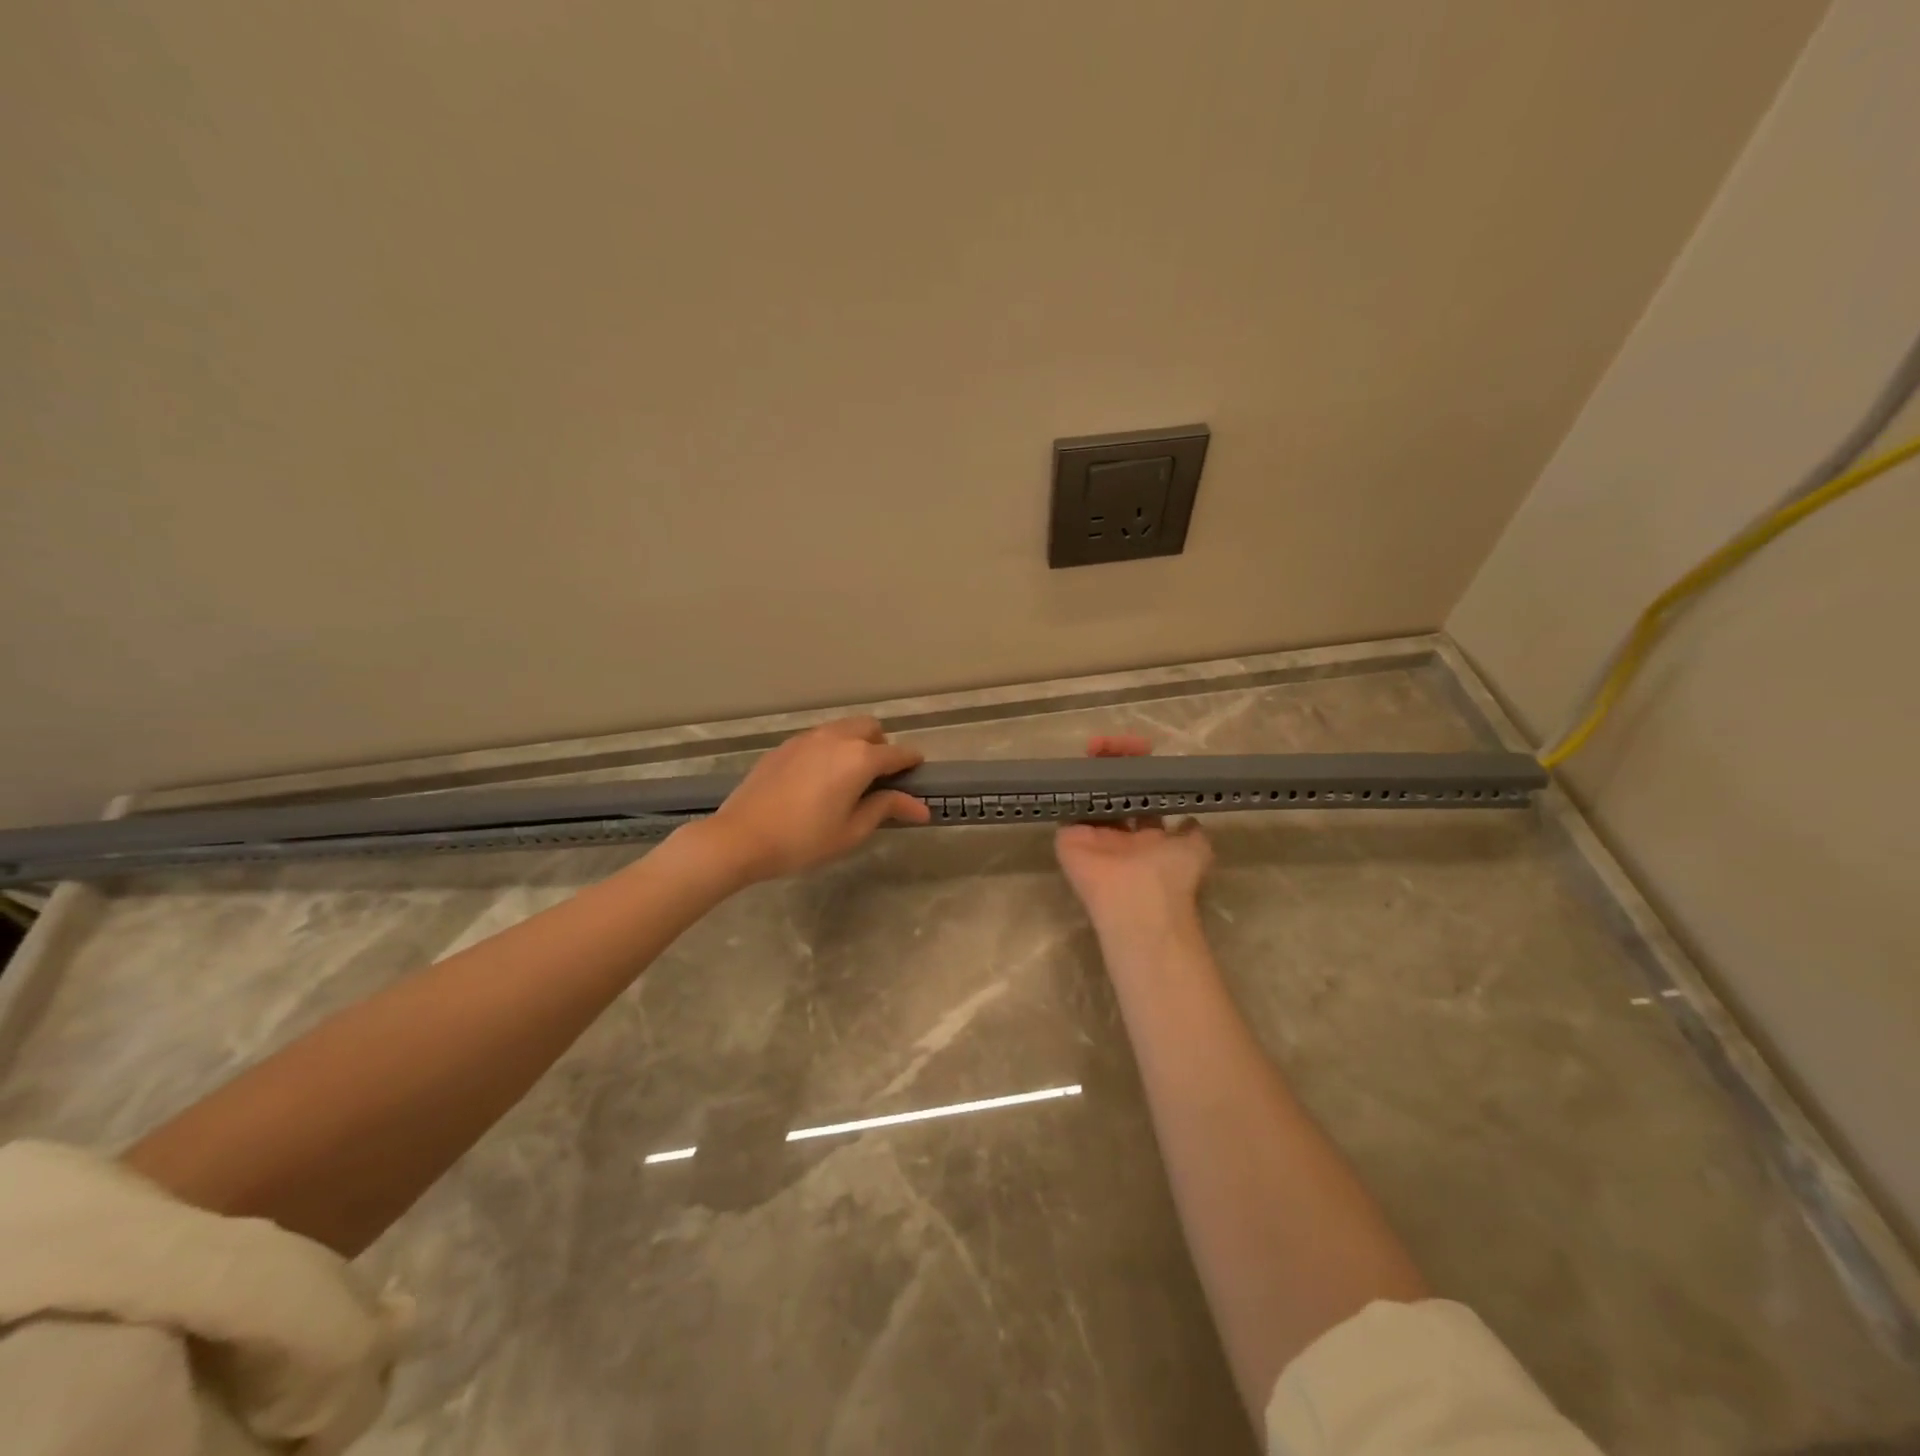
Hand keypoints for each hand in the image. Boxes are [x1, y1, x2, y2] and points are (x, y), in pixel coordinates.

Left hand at [698, 717, 930, 883]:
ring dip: (856, 744)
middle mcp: (836, 738)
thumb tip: (920, 807)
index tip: (918, 774)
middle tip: (880, 777)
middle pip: (871, 728)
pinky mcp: (785, 746)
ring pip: (843, 728)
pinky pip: (819, 738)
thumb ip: (886, 809)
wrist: (740, 837)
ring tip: (848, 777)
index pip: (898, 753)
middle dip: (882, 746)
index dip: (912, 763)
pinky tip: (819, 779)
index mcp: (859, 758)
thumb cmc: (803, 840)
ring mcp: (807, 738)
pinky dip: (830, 749)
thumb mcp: (851, 831)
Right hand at [1055, 735, 1212, 932]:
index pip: (1142, 795)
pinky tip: (1077, 765)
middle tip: (1111, 743)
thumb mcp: (1197, 848)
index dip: (1142, 771)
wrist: (1138, 901)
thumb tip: (1189, 817)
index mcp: (1148, 837)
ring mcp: (1092, 836)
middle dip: (1114, 762)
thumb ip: (1192, 831)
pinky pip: (1067, 807)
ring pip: (1089, 793)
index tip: (1143, 748)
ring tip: (1096, 745)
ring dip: (1092, 769)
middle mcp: (1119, 835)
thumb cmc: (1171, 874)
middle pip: (1113, 789)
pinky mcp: (1069, 838)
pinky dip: (1069, 786)